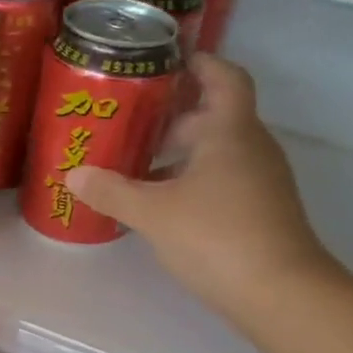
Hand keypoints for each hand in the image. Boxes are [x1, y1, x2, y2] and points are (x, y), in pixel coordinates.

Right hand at [63, 54, 338, 321]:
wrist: (279, 292)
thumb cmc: (216, 237)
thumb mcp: (153, 213)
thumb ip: (112, 191)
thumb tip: (73, 174)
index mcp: (230, 131)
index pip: (223, 76)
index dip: (199, 63)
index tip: (167, 60)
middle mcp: (251, 147)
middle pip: (215, 116)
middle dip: (174, 116)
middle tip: (132, 122)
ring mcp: (260, 181)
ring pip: (217, 152)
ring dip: (180, 153)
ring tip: (136, 165)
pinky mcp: (260, 211)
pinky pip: (222, 180)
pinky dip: (192, 181)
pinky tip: (161, 204)